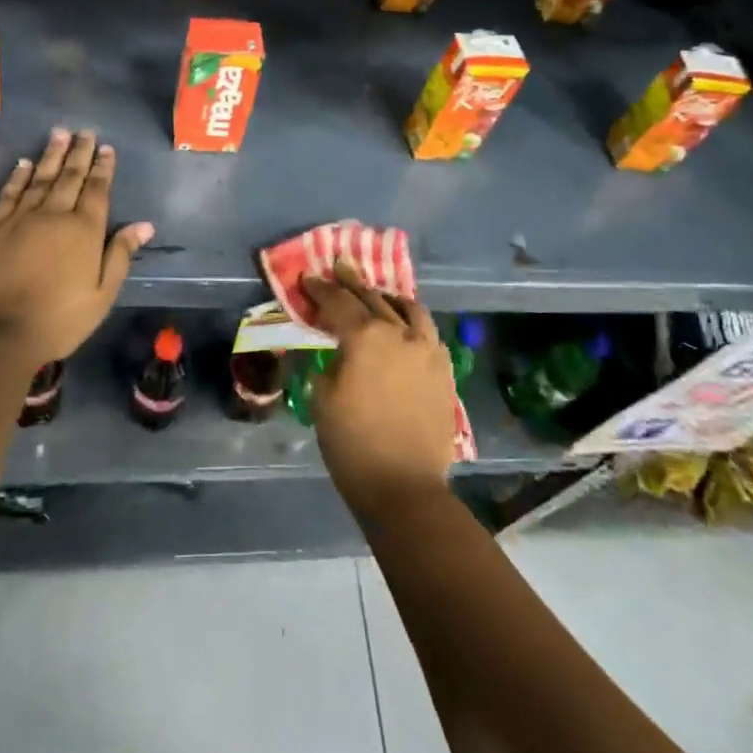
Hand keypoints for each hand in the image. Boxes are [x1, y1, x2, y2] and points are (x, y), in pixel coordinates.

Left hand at [0, 129, 153, 365]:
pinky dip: (17, 176)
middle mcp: (53, 215)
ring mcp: (20, 218)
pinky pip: (8, 194)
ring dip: (50, 155)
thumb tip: (144, 225)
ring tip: (59, 134)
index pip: (97, 190)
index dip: (103, 168)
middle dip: (79, 152)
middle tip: (85, 131)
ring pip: (38, 178)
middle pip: (69, 177)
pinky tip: (23, 164)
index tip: (107, 148)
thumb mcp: (103, 294)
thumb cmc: (59, 319)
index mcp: (84, 230)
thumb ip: (121, 255)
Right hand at [301, 260, 457, 514]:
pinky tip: (406, 329)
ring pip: (410, 310)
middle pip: (374, 298)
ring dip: (389, 298)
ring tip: (379, 294)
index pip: (339, 302)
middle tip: (340, 267)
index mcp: (367, 336)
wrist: (404, 485)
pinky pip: (429, 334)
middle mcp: (401, 333)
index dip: (320, 288)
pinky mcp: (444, 371)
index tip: (308, 277)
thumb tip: (335, 351)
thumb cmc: (352, 443)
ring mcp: (428, 350)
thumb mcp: (321, 398)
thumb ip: (328, 362)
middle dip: (353, 283)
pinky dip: (413, 323)